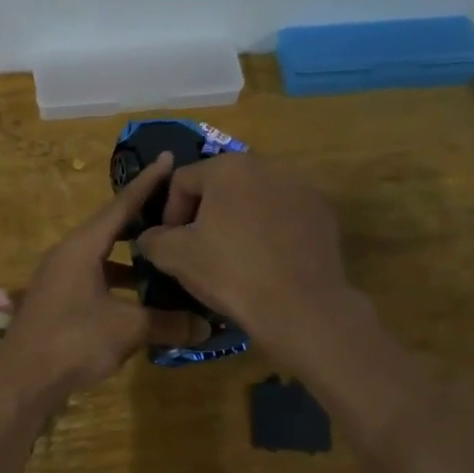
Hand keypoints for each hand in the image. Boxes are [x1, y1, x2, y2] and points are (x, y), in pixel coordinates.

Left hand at [0, 153, 208, 405]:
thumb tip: (205, 326)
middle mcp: (67, 254)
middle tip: (174, 212)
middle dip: (142, 221)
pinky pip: (93, 279)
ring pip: (101, 257)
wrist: (21, 380)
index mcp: (82, 247)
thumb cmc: (73, 341)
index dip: (147, 184)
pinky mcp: (56, 301)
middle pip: (110, 229)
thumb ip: (168, 323)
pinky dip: (117, 282)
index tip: (167, 159)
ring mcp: (58, 278)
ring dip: (130, 259)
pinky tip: (139, 300)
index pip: (120, 206)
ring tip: (164, 259)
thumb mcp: (127, 329)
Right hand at [133, 152, 356, 362]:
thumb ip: (153, 238)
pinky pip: (283, 214)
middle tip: (199, 248)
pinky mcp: (322, 212)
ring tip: (234, 255)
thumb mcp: (175, 257)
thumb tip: (151, 236)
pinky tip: (266, 261)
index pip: (182, 180)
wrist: (301, 307)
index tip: (170, 244)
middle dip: (205, 213)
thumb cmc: (231, 273)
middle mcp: (267, 164)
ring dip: (238, 219)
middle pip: (221, 184)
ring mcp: (301, 186)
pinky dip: (269, 230)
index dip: (169, 213)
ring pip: (254, 198)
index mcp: (227, 166)